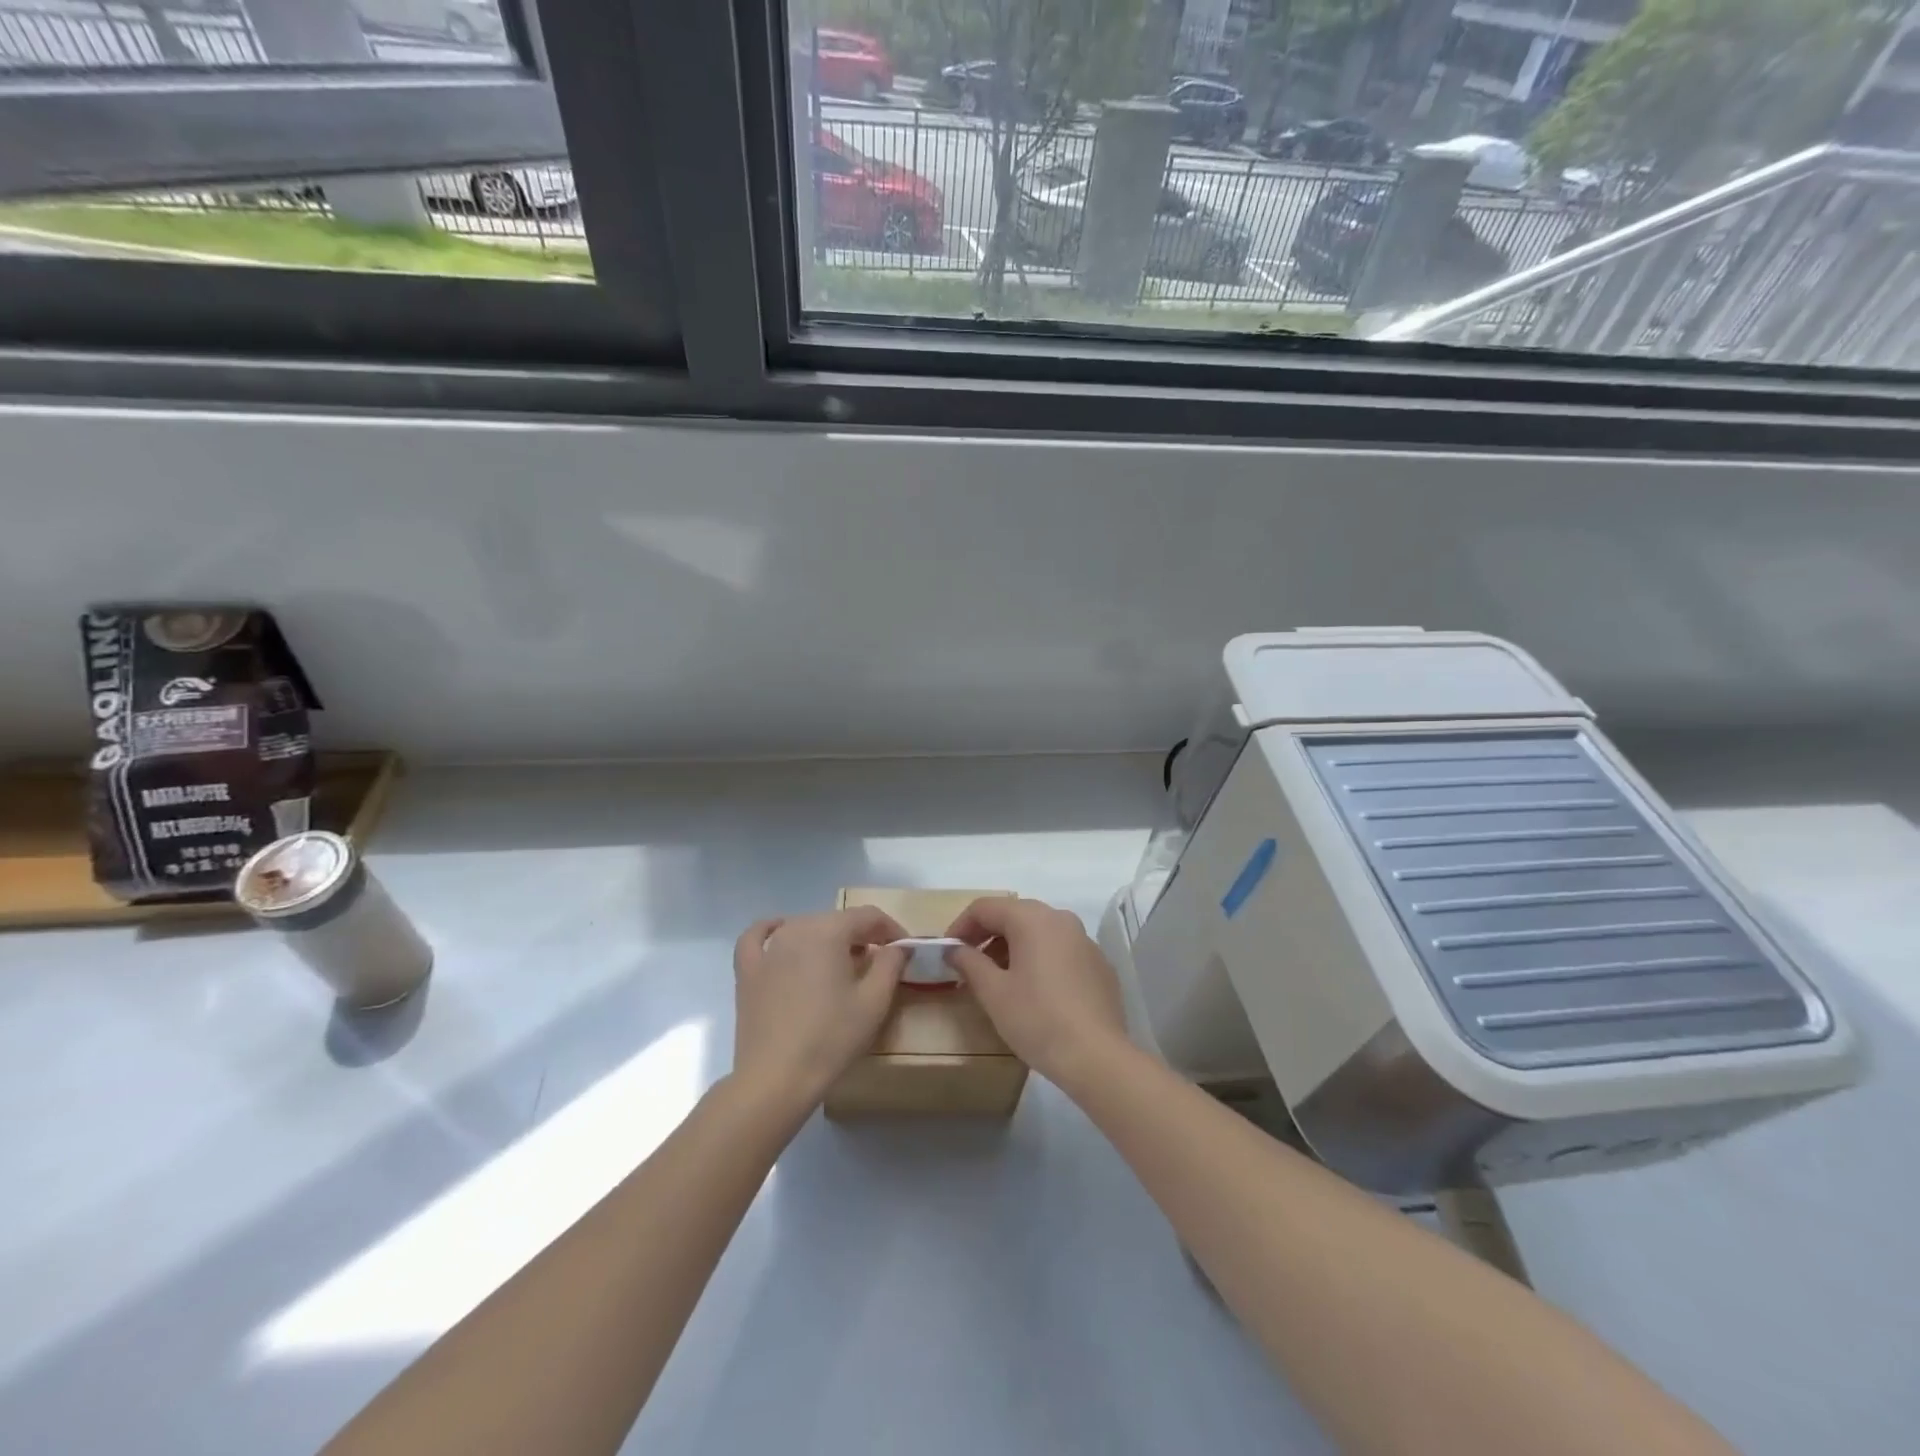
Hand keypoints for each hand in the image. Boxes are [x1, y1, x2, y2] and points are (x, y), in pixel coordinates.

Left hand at [731, 908, 908, 1109]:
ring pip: (805, 927)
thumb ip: (891, 964)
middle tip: (879, 961)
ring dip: (828, 937)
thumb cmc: (830, 1038)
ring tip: (841, 962)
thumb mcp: (874, 1002)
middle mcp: (796, 929)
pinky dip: (772, 930)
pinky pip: (758, 937)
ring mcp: (768, 949)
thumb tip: (898, 946)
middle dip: (862, 935)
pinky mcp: (747, 970)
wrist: (775, 1079)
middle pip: (837, 920)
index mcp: (829, 931)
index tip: (904, 949)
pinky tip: (781, 934)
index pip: (868, 916)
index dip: (891, 928)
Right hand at [943, 896, 1129, 1090]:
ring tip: (998, 980)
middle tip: (968, 965)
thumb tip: (955, 950)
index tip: (948, 952)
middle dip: (987, 936)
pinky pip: (1060, 950)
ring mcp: (1084, 940)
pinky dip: (1039, 959)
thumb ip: (969, 963)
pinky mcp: (1099, 964)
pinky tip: (1034, 991)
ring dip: (1012, 948)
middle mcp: (1061, 919)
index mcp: (1032, 918)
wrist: (1097, 1057)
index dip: (960, 926)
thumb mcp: (993, 992)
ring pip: (1039, 932)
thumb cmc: (1037, 1019)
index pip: (985, 907)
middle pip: (1014, 915)